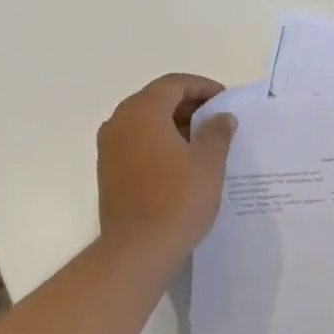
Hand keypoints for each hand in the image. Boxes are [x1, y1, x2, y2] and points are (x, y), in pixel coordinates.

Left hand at [96, 74, 236, 261]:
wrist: (137, 250)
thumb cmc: (177, 200)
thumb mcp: (208, 163)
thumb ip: (217, 132)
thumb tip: (222, 117)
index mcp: (143, 110)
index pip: (174, 84)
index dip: (202, 87)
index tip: (225, 101)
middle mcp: (120, 120)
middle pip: (157, 99)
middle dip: (188, 105)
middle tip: (217, 120)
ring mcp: (109, 145)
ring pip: (145, 121)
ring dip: (173, 124)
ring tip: (203, 142)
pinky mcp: (108, 168)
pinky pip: (136, 141)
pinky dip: (158, 141)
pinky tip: (180, 161)